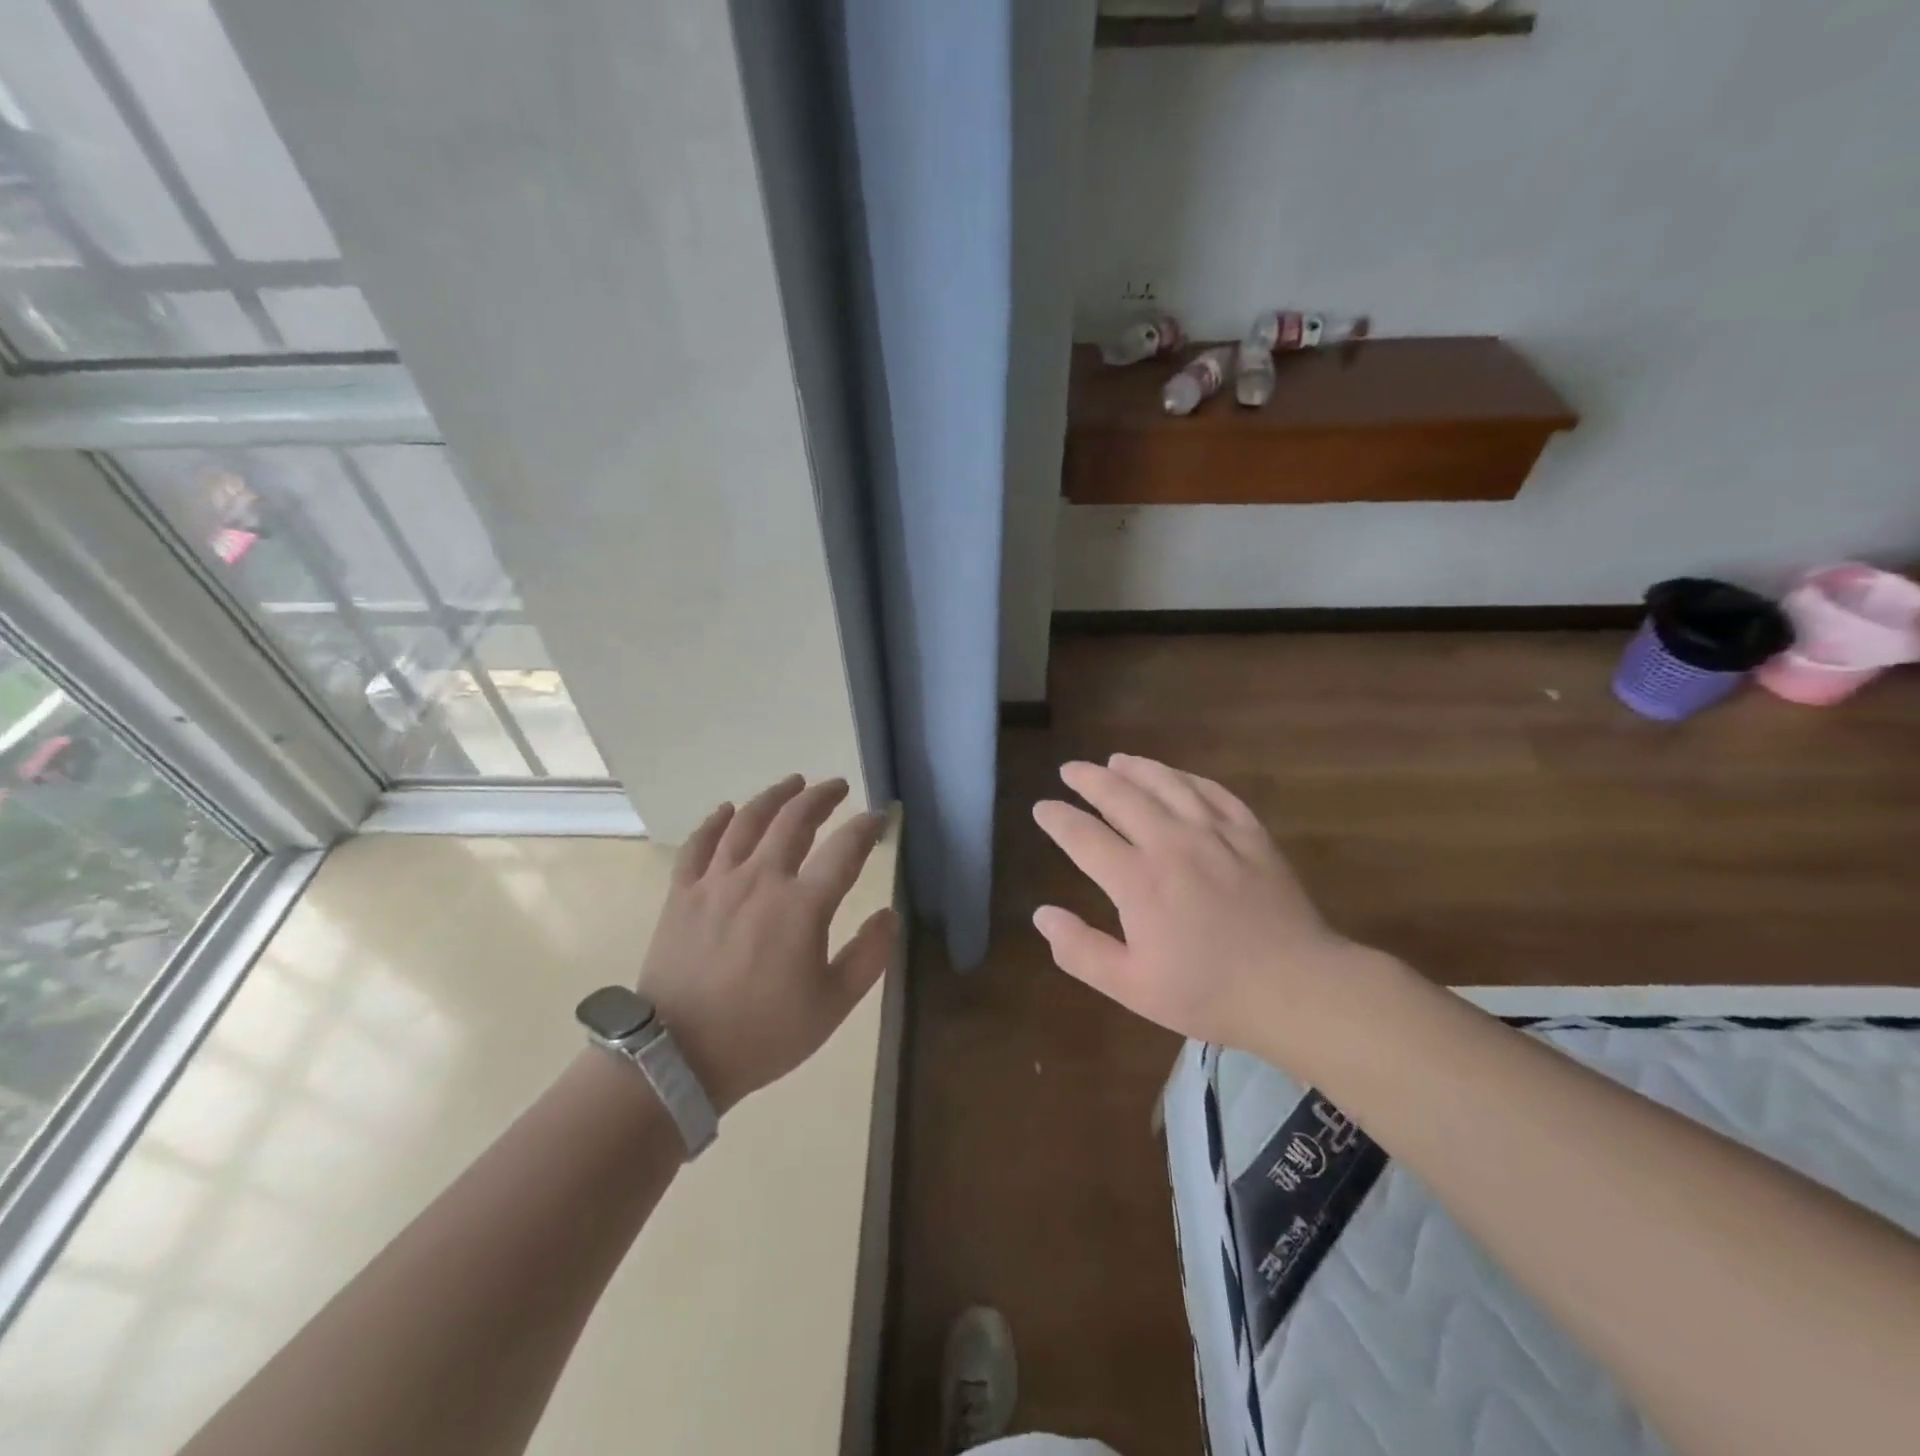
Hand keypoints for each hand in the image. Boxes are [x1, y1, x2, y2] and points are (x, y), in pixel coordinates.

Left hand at [638, 775, 894, 1112]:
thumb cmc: (763, 1034)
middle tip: (836, 787)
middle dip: (821, 797)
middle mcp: (761, 879)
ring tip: (792, 783)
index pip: (844, 850)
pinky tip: (727, 809)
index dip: (866, 827)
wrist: (678, 1056)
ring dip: (774, 796)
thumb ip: (869, 957)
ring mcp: (717, 882)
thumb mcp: (832, 1005)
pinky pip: (699, 844)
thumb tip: (889, 915)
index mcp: (802, 906)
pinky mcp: (683, 894)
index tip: (879, 816)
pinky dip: (715, 821)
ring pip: (748, 821)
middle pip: (794, 820)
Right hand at [1031, 754, 1364, 1055]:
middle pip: (1121, 796)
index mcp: (1137, 880)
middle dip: (1089, 779)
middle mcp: (1171, 843)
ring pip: (1168, 784)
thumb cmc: (1209, 993)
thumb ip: (1080, 950)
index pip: (1083, 836)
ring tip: (1116, 760)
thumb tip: (1041, 914)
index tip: (1042, 807)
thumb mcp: (1131, 987)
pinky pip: (1213, 792)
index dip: (1057, 818)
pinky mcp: (1251, 834)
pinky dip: (1188, 778)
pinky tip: (1177, 776)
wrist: (1297, 988)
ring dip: (1137, 768)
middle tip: (1071, 769)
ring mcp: (1215, 833)